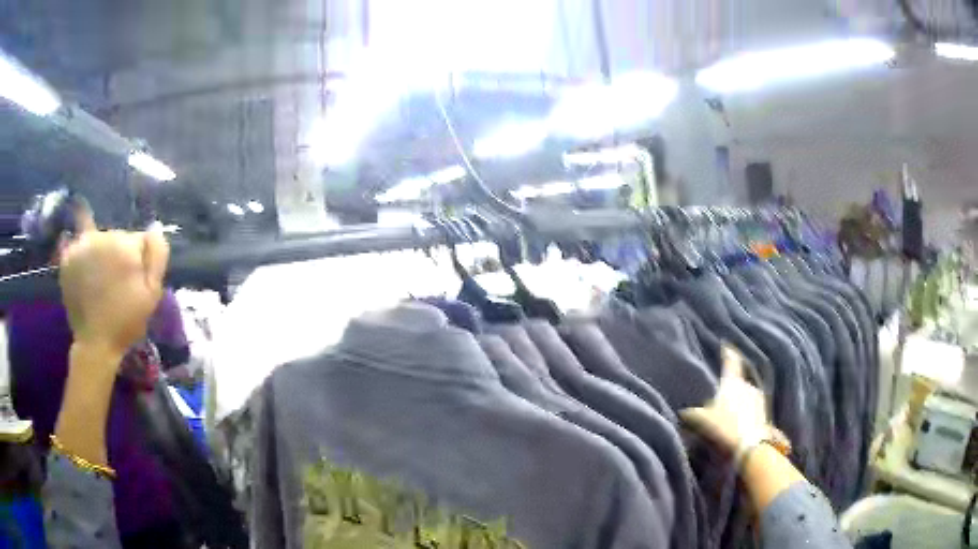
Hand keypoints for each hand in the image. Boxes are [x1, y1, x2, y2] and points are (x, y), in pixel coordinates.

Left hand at [59, 230, 168, 361]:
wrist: (95, 344)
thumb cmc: (126, 322)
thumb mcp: (152, 293)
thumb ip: (157, 255)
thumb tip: (155, 228)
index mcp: (125, 244)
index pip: (140, 239)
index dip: (141, 261)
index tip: (136, 282)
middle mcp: (101, 236)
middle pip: (118, 237)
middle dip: (120, 256)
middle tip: (118, 284)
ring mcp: (81, 245)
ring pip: (99, 241)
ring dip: (102, 256)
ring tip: (101, 282)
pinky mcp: (68, 256)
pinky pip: (80, 246)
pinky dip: (84, 257)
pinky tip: (86, 273)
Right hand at [680, 345, 781, 452]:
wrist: (750, 448)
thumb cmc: (724, 427)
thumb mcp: (700, 420)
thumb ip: (691, 413)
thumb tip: (683, 411)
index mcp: (732, 382)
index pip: (730, 362)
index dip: (727, 353)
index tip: (726, 346)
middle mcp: (747, 385)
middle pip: (737, 381)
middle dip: (729, 386)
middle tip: (719, 393)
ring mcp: (758, 400)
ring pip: (745, 396)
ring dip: (737, 402)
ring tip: (727, 413)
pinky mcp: (764, 416)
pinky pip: (751, 410)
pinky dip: (743, 414)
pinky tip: (736, 425)